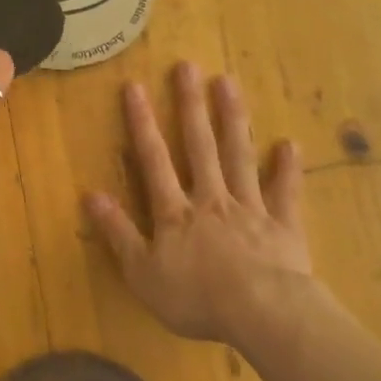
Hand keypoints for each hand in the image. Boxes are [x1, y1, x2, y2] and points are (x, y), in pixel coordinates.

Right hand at [84, 62, 317, 347]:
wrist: (262, 314)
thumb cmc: (196, 298)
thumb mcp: (143, 274)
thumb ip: (118, 233)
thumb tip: (90, 195)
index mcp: (176, 212)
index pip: (153, 159)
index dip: (142, 123)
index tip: (134, 86)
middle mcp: (211, 199)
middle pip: (199, 146)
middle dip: (191, 105)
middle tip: (188, 66)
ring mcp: (250, 208)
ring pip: (239, 156)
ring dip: (232, 119)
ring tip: (228, 82)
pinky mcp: (283, 226)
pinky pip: (285, 193)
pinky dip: (287, 169)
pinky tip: (289, 144)